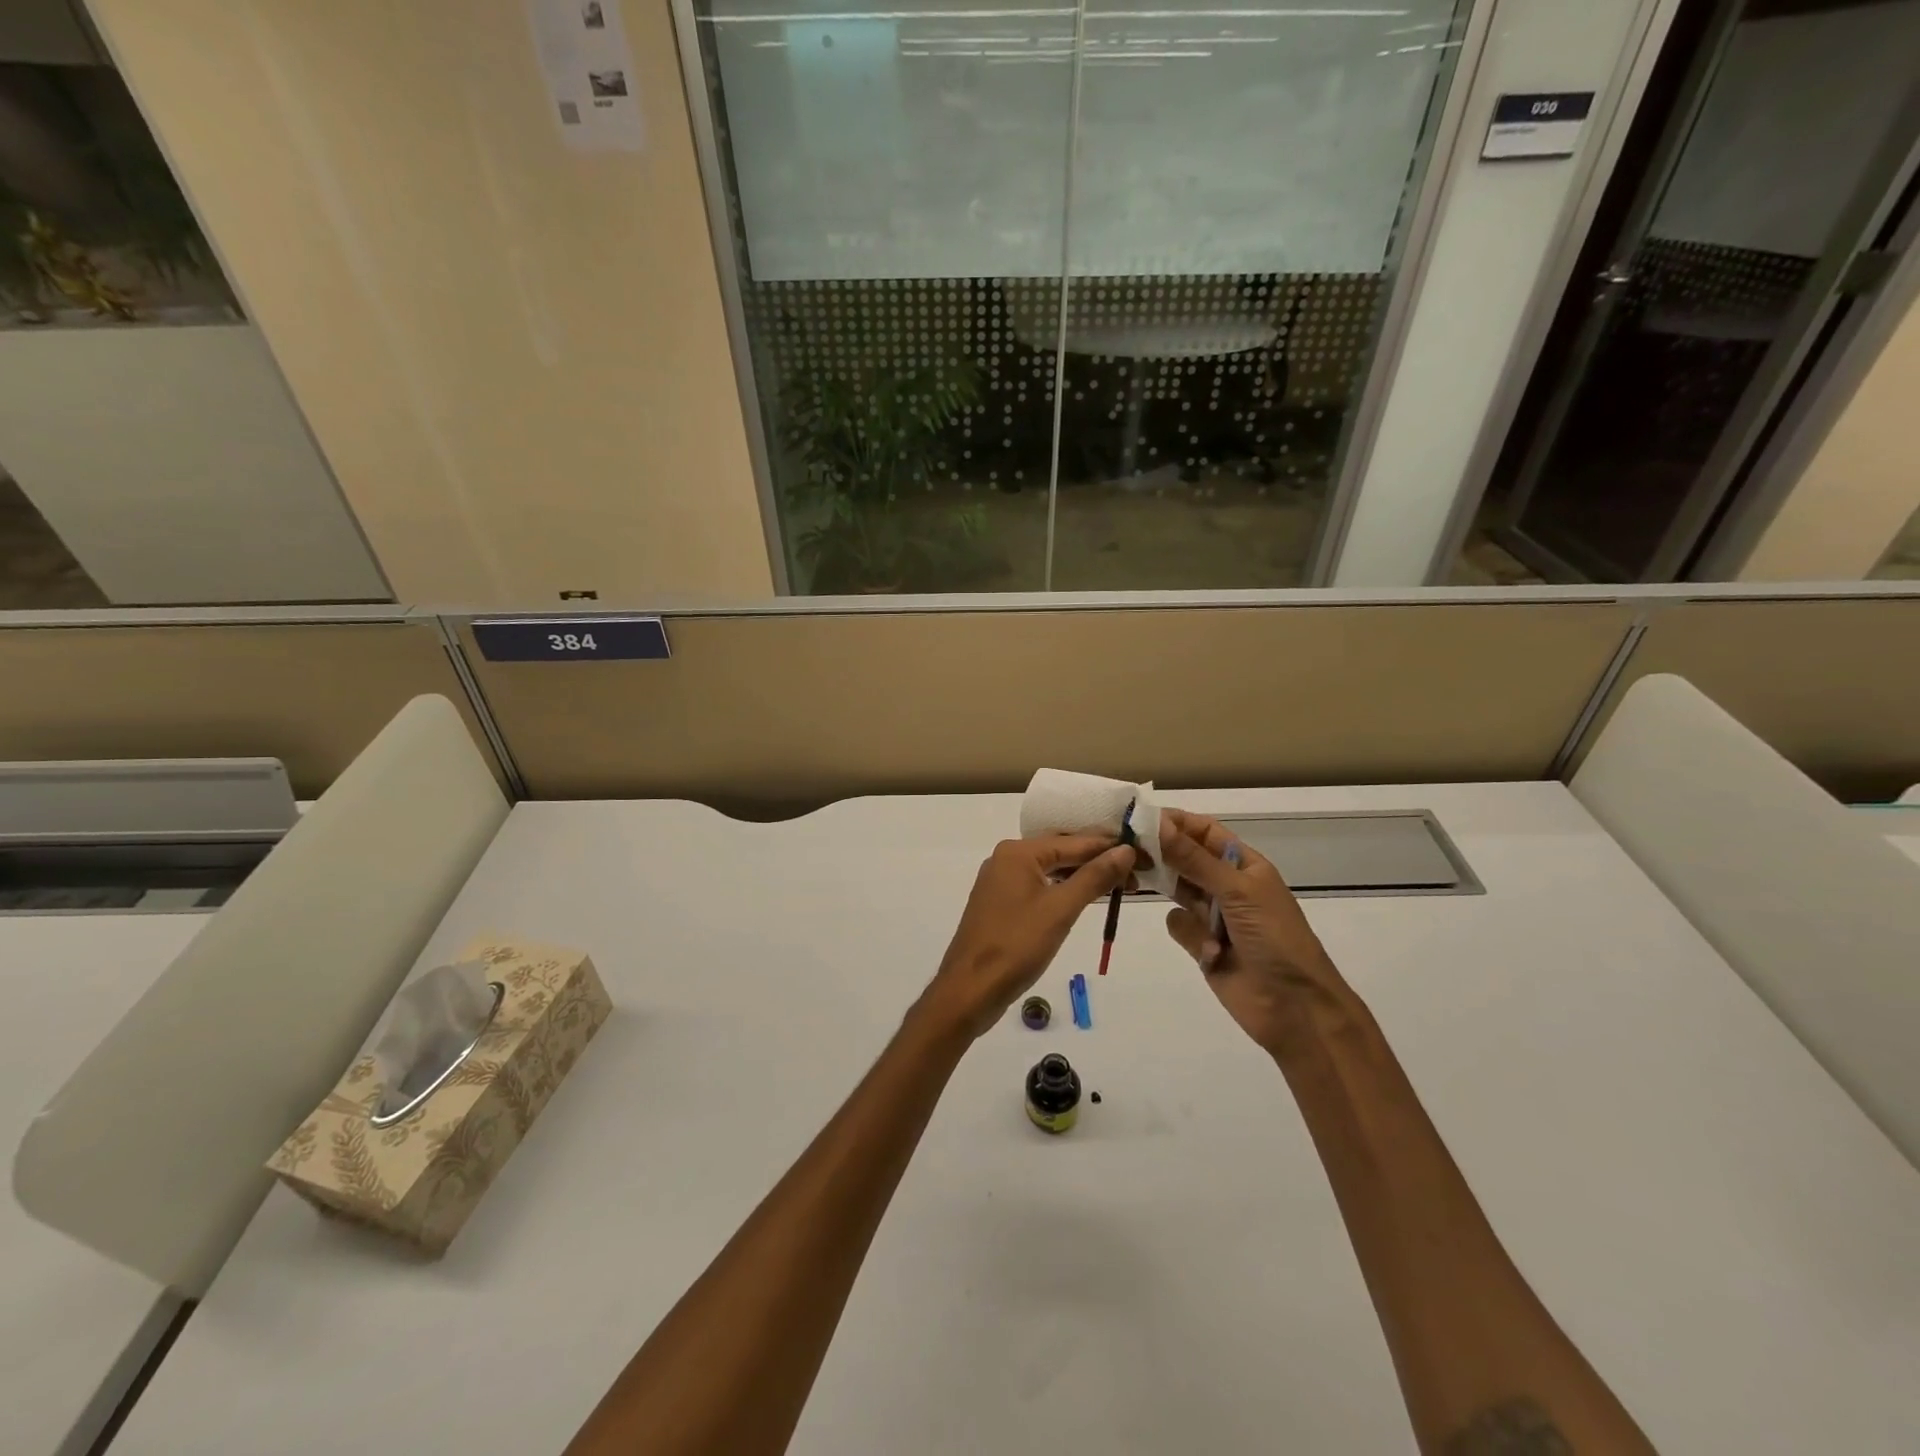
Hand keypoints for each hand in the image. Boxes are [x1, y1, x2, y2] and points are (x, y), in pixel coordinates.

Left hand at [920, 836, 1135, 1039]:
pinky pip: (1039, 886)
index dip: (1111, 848)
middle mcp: (1006, 858)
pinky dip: (1064, 890)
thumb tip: (1125, 850)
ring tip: (1120, 886)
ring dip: (1083, 877)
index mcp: (1018, 852)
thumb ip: (1094, 877)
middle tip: (1138, 873)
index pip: (1075, 842)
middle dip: (1099, 861)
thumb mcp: (1060, 910)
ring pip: (1050, 870)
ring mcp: (1000, 882)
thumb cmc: (1016, 946)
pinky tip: (1085, 899)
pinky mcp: (1000, 904)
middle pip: (1062, 852)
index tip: (1144, 854)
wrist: (969, 990)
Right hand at [1158, 809, 1347, 1057]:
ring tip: (1171, 900)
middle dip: (1162, 855)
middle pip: (1185, 858)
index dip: (1175, 822)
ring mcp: (1213, 915)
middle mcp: (1226, 884)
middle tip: (1130, 851)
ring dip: (1175, 897)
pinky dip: (1189, 935)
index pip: (1203, 831)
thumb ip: (1193, 859)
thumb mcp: (1236, 891)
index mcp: (1244, 864)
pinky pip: (1177, 924)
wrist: (1294, 1007)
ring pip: (1176, 891)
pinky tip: (1209, 953)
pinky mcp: (1201, 944)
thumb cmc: (1274, 938)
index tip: (1140, 818)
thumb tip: (1158, 823)